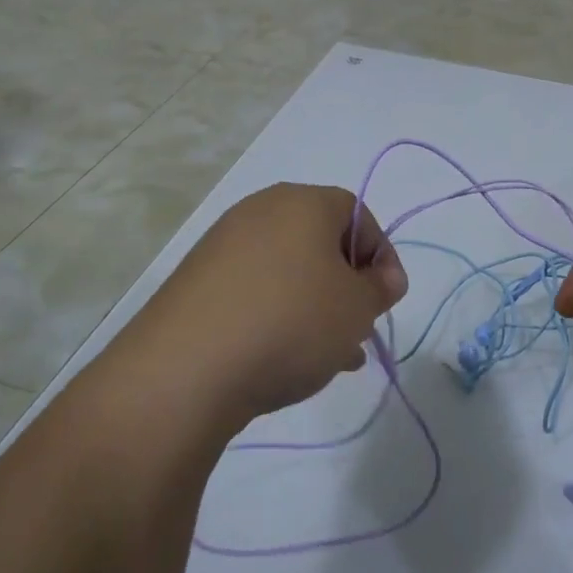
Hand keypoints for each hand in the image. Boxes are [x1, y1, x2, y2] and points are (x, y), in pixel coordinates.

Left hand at [131, 183, 407, 433]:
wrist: (185, 369)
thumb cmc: (291, 323)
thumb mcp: (357, 308)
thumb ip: (381, 288)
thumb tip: (384, 278)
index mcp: (303, 203)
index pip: (357, 214)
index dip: (381, 255)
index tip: (387, 298)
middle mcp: (260, 212)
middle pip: (320, 243)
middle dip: (347, 286)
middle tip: (358, 327)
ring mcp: (221, 246)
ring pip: (288, 271)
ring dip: (315, 306)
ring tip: (329, 356)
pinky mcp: (196, 282)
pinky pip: (254, 291)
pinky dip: (277, 315)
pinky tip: (286, 358)